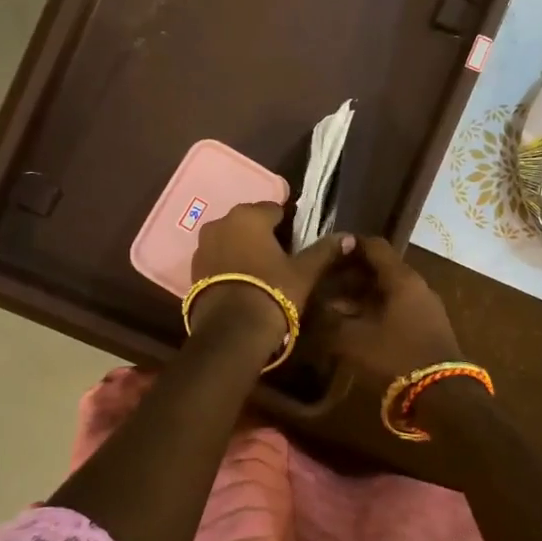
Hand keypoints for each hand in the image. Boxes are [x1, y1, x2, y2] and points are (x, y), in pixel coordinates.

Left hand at [188, 202, 351, 346]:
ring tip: (260, 272)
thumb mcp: (304, 272)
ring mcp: (203, 245)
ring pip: (230, 239)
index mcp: (249, 215)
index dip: (287, 225)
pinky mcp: (193, 268)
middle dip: (263, 234)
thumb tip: (348, 237)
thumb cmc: (272, 292)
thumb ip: (324, 251)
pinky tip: (241, 282)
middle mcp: (221, 222)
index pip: (274, 209)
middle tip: (281, 258)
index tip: (296, 243)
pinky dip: (228, 263)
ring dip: (243, 248)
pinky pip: (217, 257)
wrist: (231, 331)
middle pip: (249, 222)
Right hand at [318, 236, 461, 382]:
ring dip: (363, 295)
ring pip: (389, 290)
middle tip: (326, 283)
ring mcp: (426, 306)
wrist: (444, 394)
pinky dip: (377, 309)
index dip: (350, 246)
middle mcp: (417, 285)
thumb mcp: (353, 340)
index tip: (328, 251)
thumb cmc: (396, 356)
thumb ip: (332, 320)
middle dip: (352, 274)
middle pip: (382, 268)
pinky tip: (359, 325)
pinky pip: (399, 307)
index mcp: (401, 279)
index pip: (375, 246)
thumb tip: (319, 308)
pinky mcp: (429, 326)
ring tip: (336, 307)